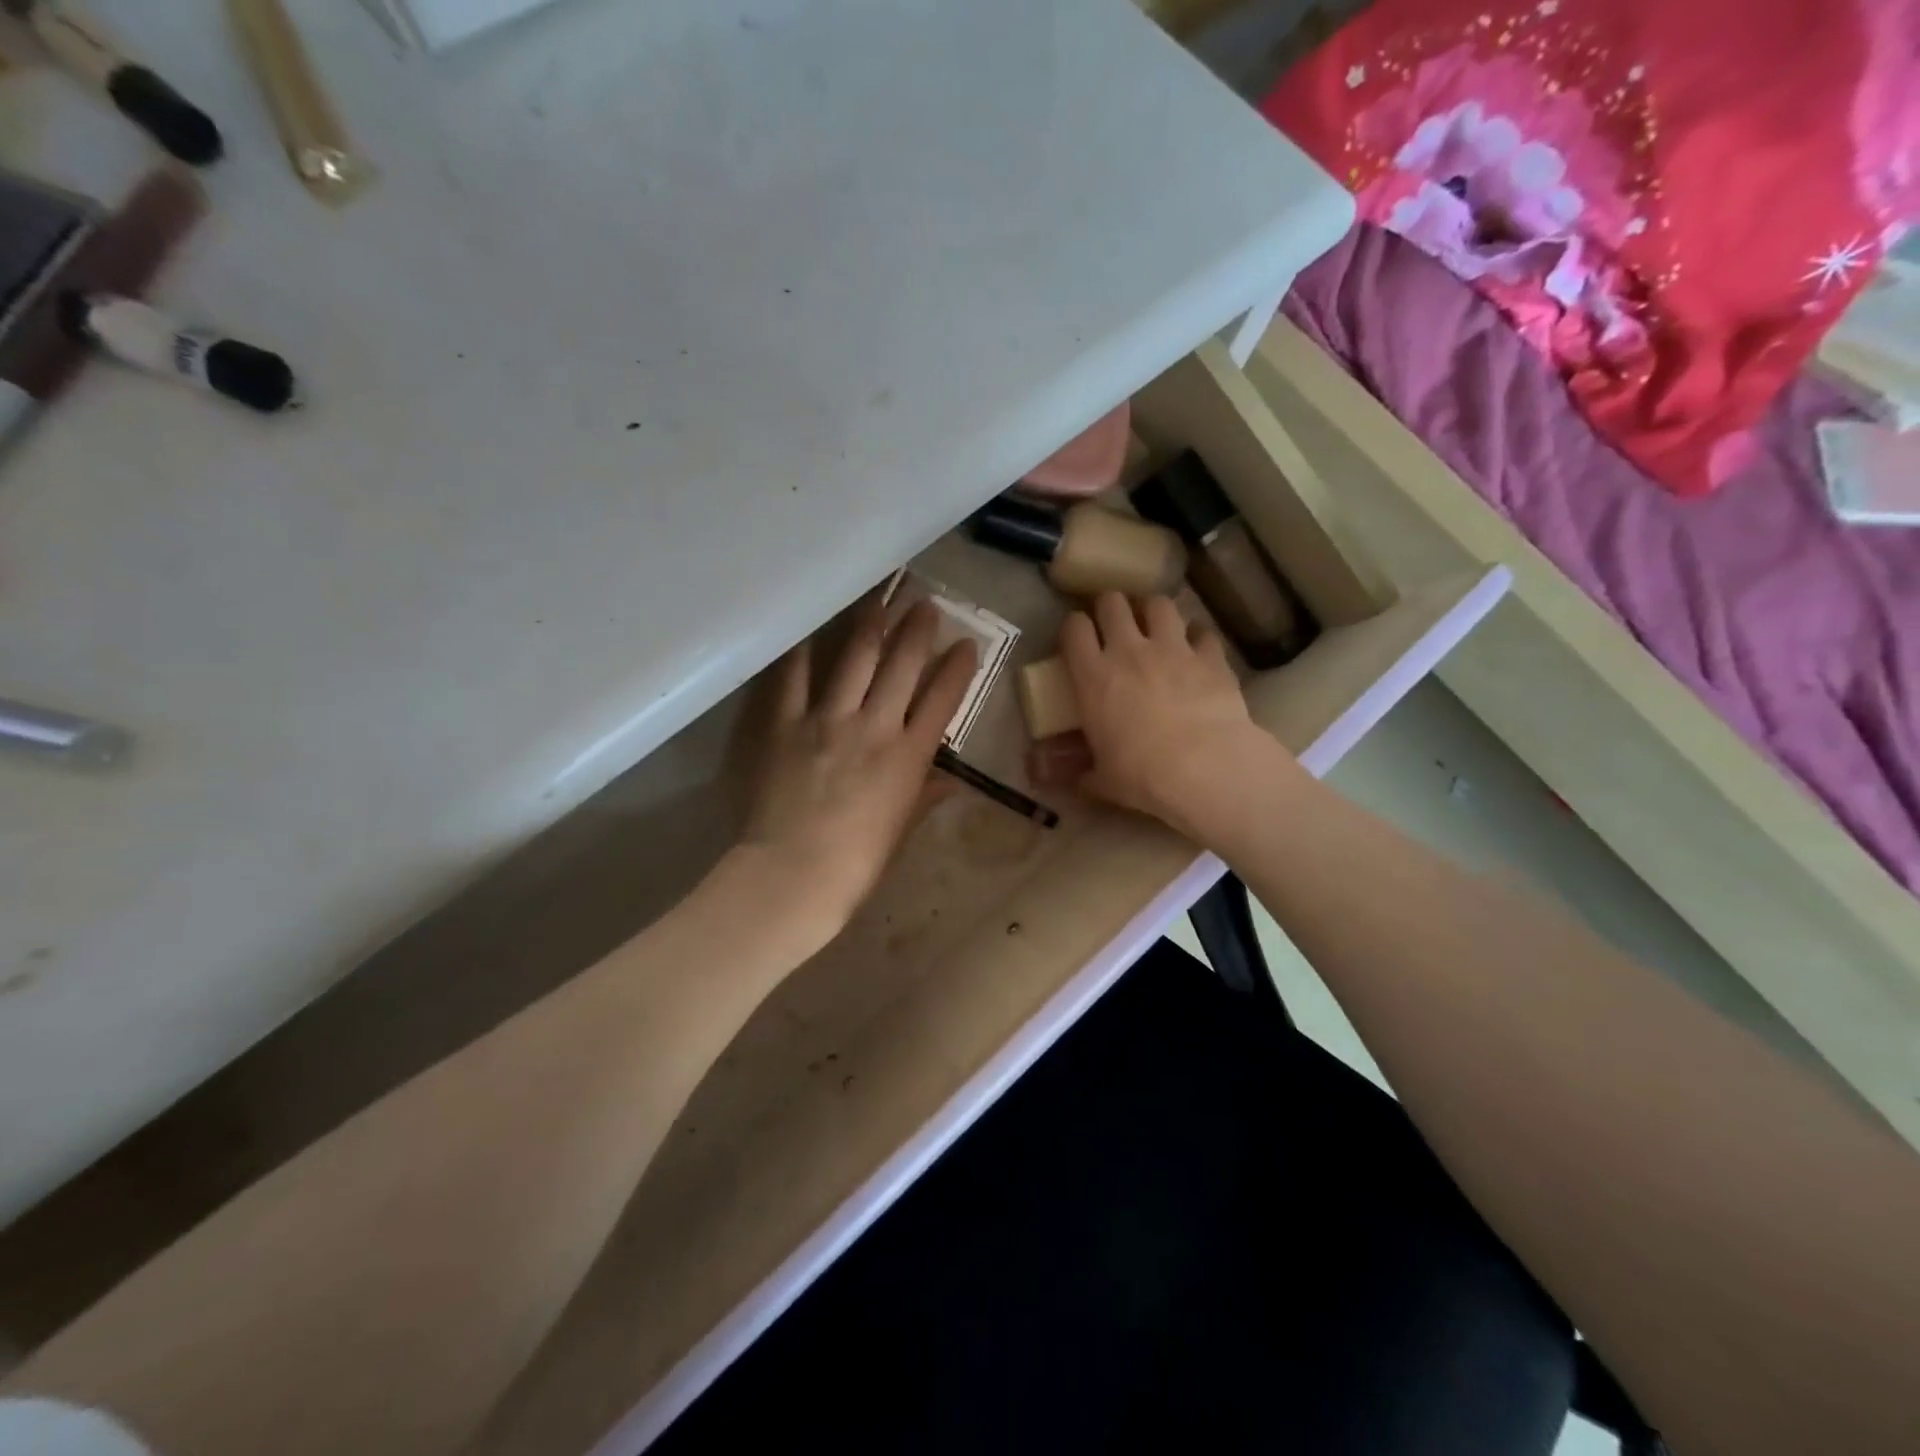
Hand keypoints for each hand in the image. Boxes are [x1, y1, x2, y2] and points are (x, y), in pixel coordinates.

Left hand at [734, 593, 977, 947]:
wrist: (793, 875)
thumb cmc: (856, 865)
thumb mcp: (900, 832)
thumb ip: (924, 797)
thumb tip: (951, 782)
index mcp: (909, 758)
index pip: (942, 700)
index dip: (958, 668)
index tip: (966, 644)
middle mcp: (875, 726)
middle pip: (902, 666)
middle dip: (918, 630)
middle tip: (926, 603)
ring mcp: (828, 720)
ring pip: (856, 658)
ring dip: (873, 623)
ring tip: (882, 596)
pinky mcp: (786, 724)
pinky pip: (795, 677)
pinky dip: (803, 649)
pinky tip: (812, 625)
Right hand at [1037, 593, 1281, 841]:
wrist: (1203, 768)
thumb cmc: (1141, 774)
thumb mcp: (1101, 779)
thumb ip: (1080, 770)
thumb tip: (1059, 778)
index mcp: (1093, 676)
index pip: (1074, 629)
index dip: (1074, 626)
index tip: (1078, 637)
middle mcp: (1129, 651)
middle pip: (1113, 603)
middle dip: (1111, 607)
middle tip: (1114, 622)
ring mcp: (1172, 648)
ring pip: (1158, 604)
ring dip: (1154, 611)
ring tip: (1156, 625)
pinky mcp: (1209, 656)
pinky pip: (1202, 632)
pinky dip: (1198, 637)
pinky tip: (1198, 649)